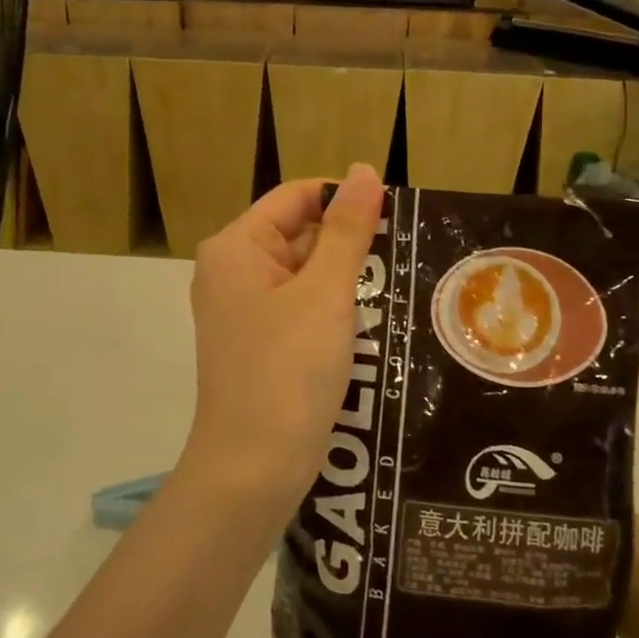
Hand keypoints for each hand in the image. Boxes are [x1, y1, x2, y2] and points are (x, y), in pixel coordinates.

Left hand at [181, 165, 384, 518]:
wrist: (254, 467)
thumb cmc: (287, 370)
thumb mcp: (324, 293)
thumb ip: (347, 230)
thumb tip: (364, 170)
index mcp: (236, 248)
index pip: (296, 197)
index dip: (345, 199)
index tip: (397, 217)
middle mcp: (233, 272)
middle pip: (300, 235)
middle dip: (349, 246)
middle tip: (406, 259)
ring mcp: (244, 312)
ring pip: (305, 276)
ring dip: (347, 281)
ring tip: (399, 290)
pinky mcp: (261, 345)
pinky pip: (302, 310)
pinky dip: (334, 312)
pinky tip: (372, 325)